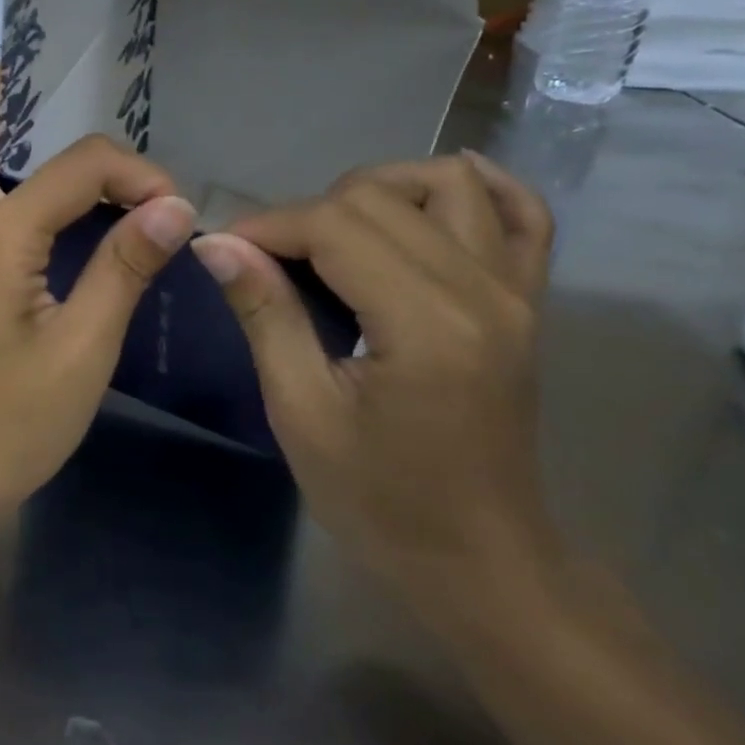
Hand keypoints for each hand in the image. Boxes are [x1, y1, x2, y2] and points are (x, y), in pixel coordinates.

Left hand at [0, 66, 196, 525]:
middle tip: (77, 93)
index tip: (174, 212)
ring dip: (13, 129)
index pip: (77, 164)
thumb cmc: (7, 424)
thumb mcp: (82, 350)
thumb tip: (174, 205)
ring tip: (82, 142)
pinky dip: (16, 174)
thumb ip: (124, 267)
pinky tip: (65, 203)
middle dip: (14, 90)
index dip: (136, 173)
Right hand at [189, 154, 557, 592]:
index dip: (266, 225)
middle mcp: (482, 290)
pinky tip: (428, 195)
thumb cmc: (380, 502)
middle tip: (266, 259)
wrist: (480, 560)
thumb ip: (265, 315)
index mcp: (425, 324)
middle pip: (380, 197)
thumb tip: (216, 244)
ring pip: (447, 183)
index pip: (335, 225)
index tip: (221, 248)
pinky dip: (478, 187)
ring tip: (333, 232)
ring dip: (377, 189)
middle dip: (306, 213)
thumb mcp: (302, 414)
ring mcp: (516, 292)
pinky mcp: (528, 303)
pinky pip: (523, 215)